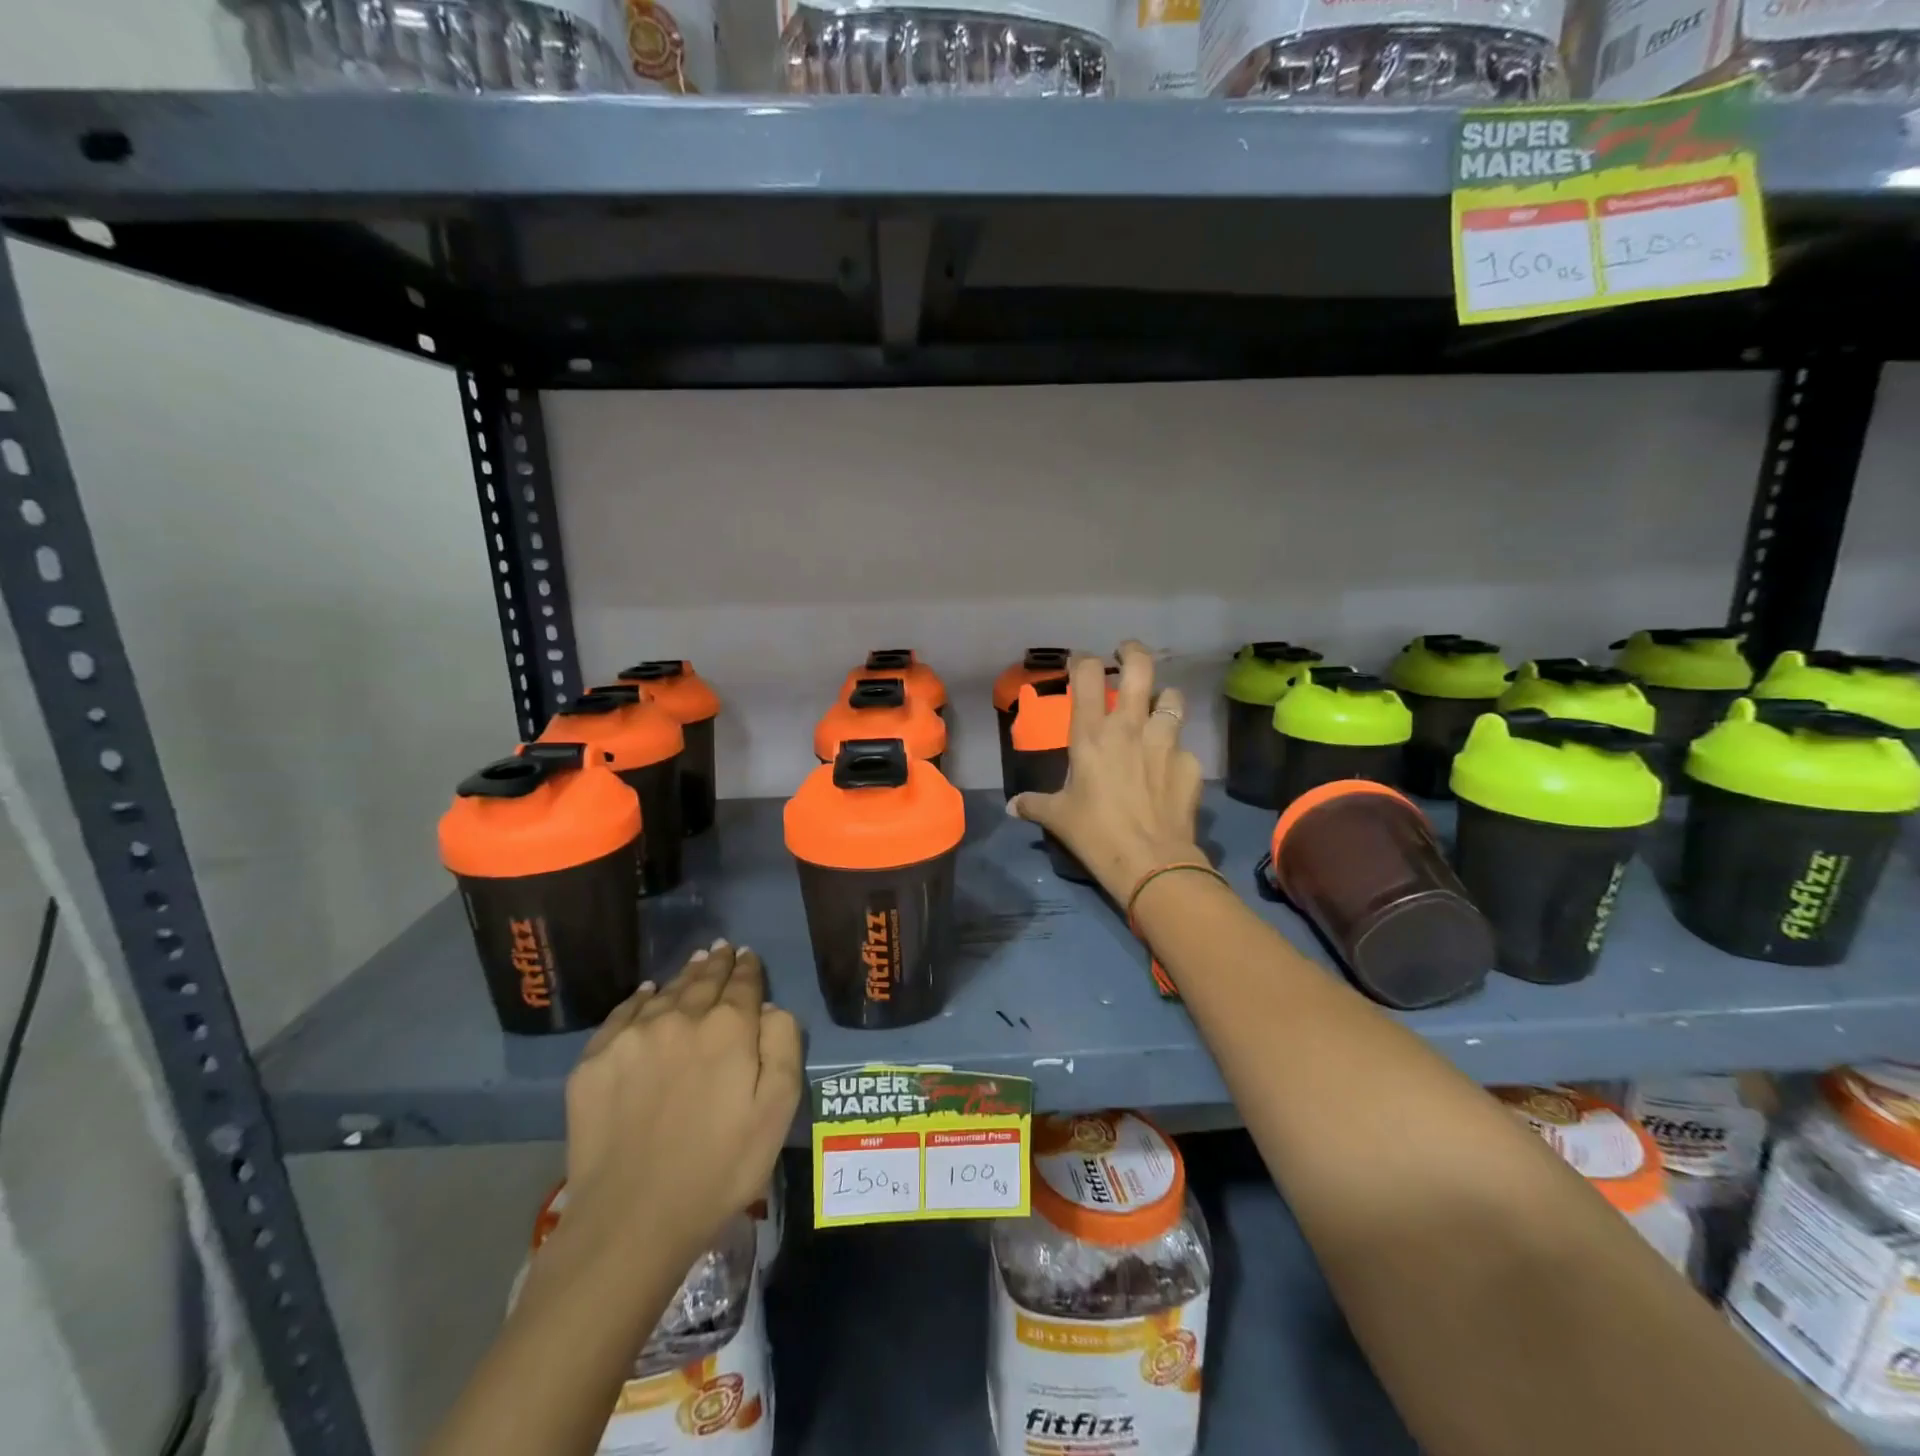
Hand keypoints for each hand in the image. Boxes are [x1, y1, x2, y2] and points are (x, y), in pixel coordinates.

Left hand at [561, 941, 802, 1270]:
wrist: (632, 1220)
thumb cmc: (720, 1168)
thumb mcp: (777, 1110)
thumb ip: (783, 1045)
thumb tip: (768, 1008)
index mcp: (729, 1027)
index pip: (743, 983)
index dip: (748, 967)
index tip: (748, 955)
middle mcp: (680, 1017)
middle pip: (703, 979)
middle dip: (716, 963)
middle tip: (722, 948)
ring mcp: (632, 1037)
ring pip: (665, 991)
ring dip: (683, 975)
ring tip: (694, 963)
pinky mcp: (594, 1061)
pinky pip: (622, 1014)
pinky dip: (639, 999)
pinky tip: (646, 994)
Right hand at [1008, 641, 1205, 903]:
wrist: (1150, 861)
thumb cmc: (1094, 833)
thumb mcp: (1058, 817)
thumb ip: (1034, 804)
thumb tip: (1012, 807)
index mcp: (1092, 734)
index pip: (1088, 675)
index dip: (1084, 661)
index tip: (1082, 662)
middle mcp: (1130, 727)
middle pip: (1140, 667)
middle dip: (1133, 652)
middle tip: (1126, 653)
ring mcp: (1165, 741)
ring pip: (1172, 698)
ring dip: (1163, 699)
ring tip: (1158, 709)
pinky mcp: (1190, 763)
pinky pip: (1184, 746)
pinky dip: (1176, 752)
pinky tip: (1169, 770)